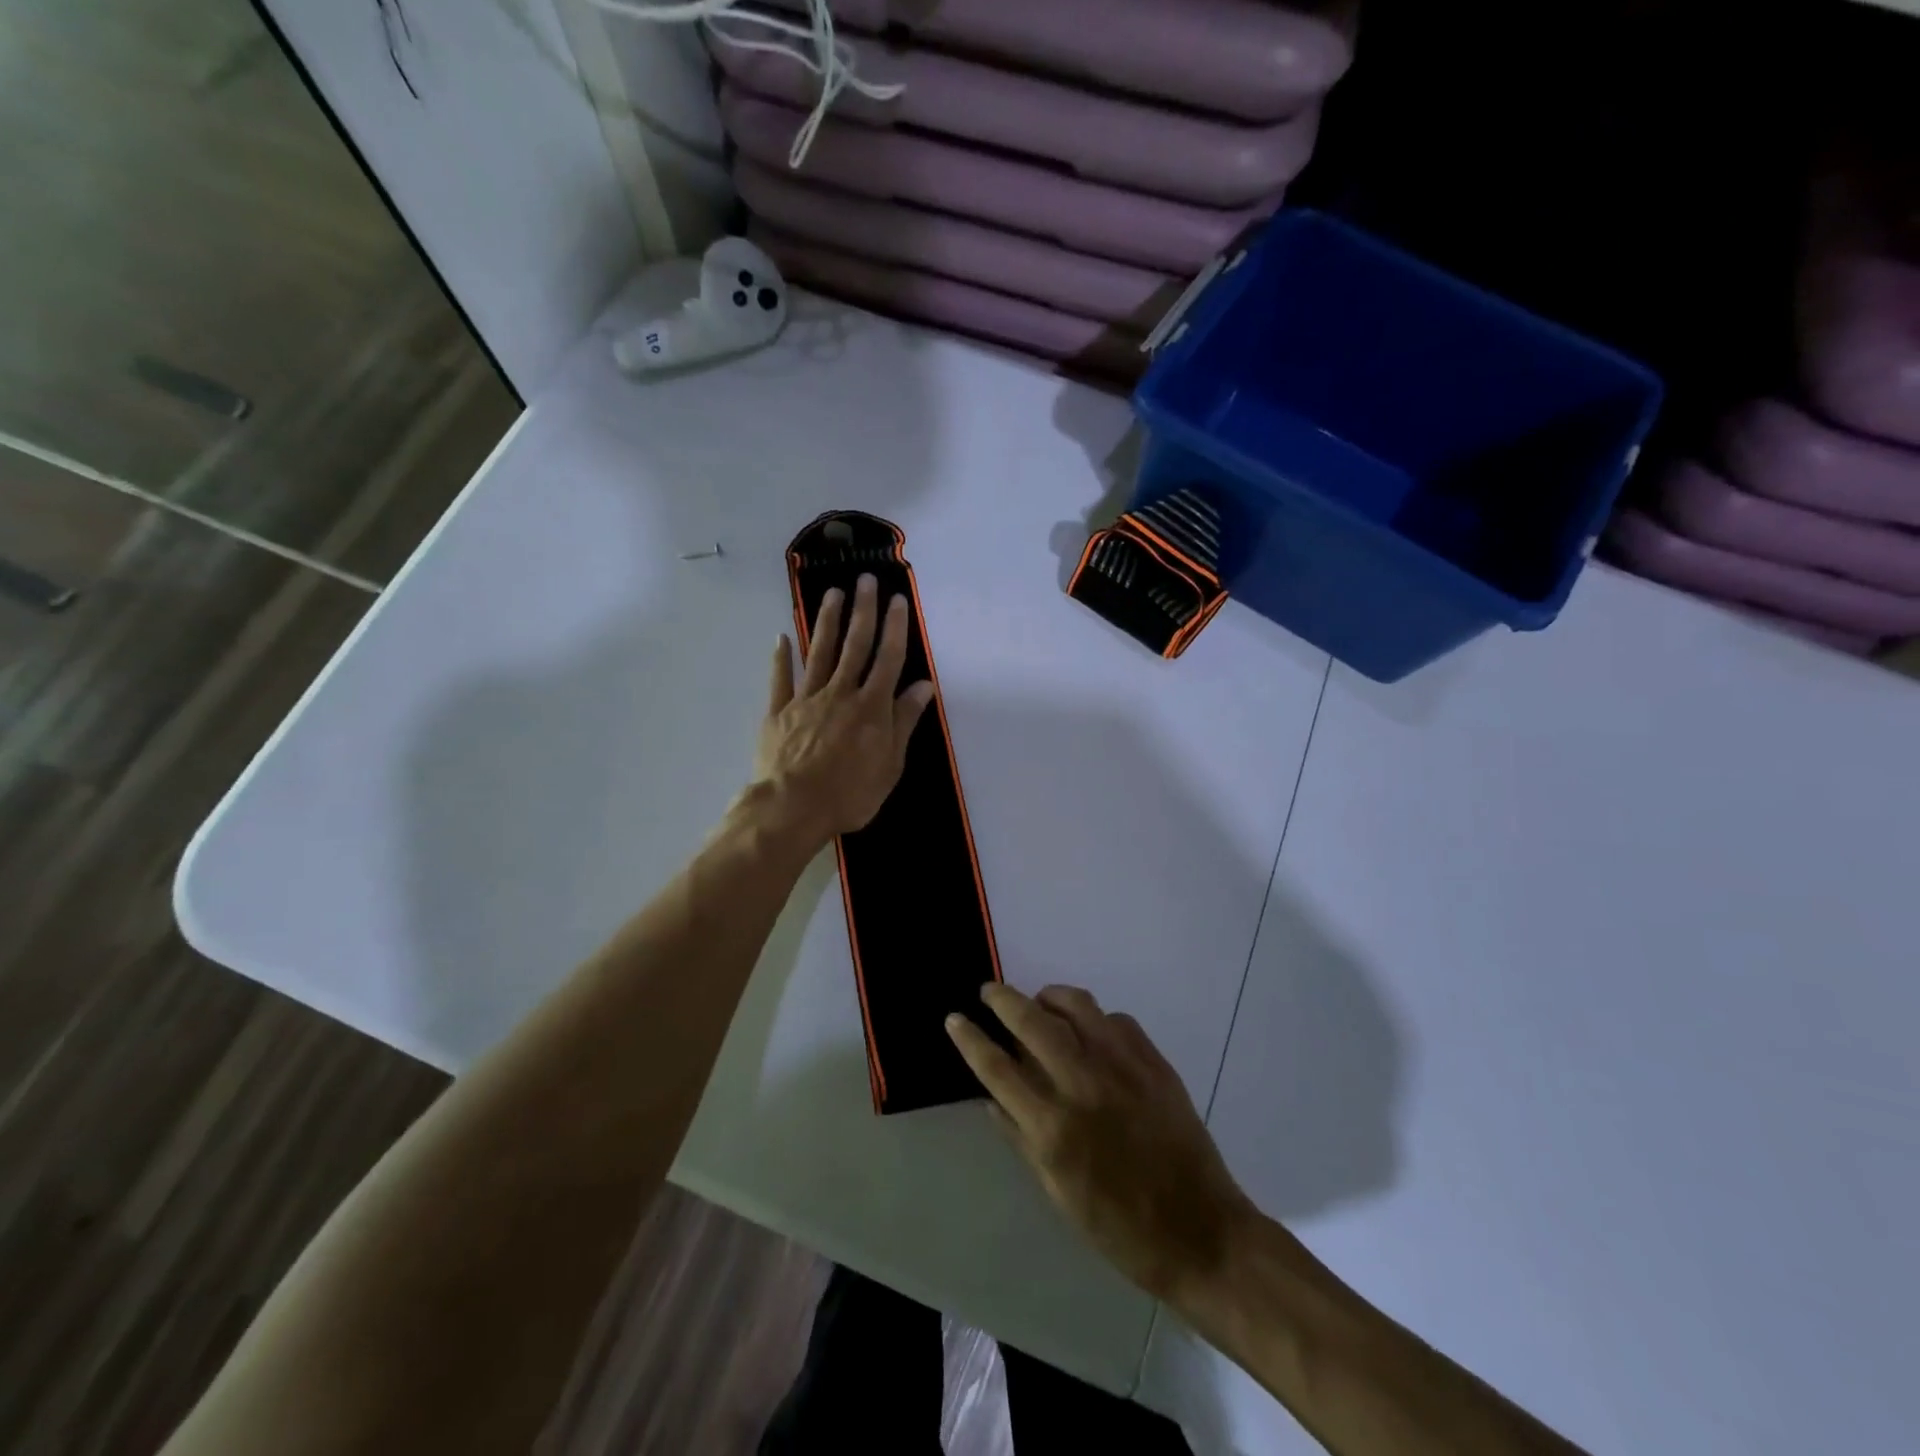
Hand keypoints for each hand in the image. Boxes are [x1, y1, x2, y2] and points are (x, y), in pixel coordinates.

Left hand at [753, 574, 935, 844]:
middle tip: (865, 580)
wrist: (793, 807)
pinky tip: (781, 637)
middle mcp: (840, 693)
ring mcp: (806, 699)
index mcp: (871, 707)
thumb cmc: (850, 793)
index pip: (888, 659)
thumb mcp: (890, 764)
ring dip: (827, 622)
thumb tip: (924, 686)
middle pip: (854, 646)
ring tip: (832, 593)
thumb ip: (904, 721)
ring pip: (819, 653)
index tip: (898, 600)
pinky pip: (780, 680)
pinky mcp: (778, 712)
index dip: (894, 628)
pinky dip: (781, 657)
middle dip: (862, 611)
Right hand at [947, 983, 1256, 1305]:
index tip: (955, 1018)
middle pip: (1032, 1021)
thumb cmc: (1120, 1228)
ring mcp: (1123, 1067)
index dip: (970, 1039)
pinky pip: (1115, 1019)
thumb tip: (992, 1097)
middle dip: (1003, 999)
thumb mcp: (1058, 1194)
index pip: (997, 1068)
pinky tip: (1091, 1034)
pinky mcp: (1154, 1061)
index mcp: (1054, 1127)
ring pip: (1076, 1004)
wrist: (1201, 1233)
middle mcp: (1084, 1085)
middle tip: (989, 991)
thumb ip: (1021, 1138)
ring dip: (1049, 997)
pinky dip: (1094, 1019)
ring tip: (1039, 1003)